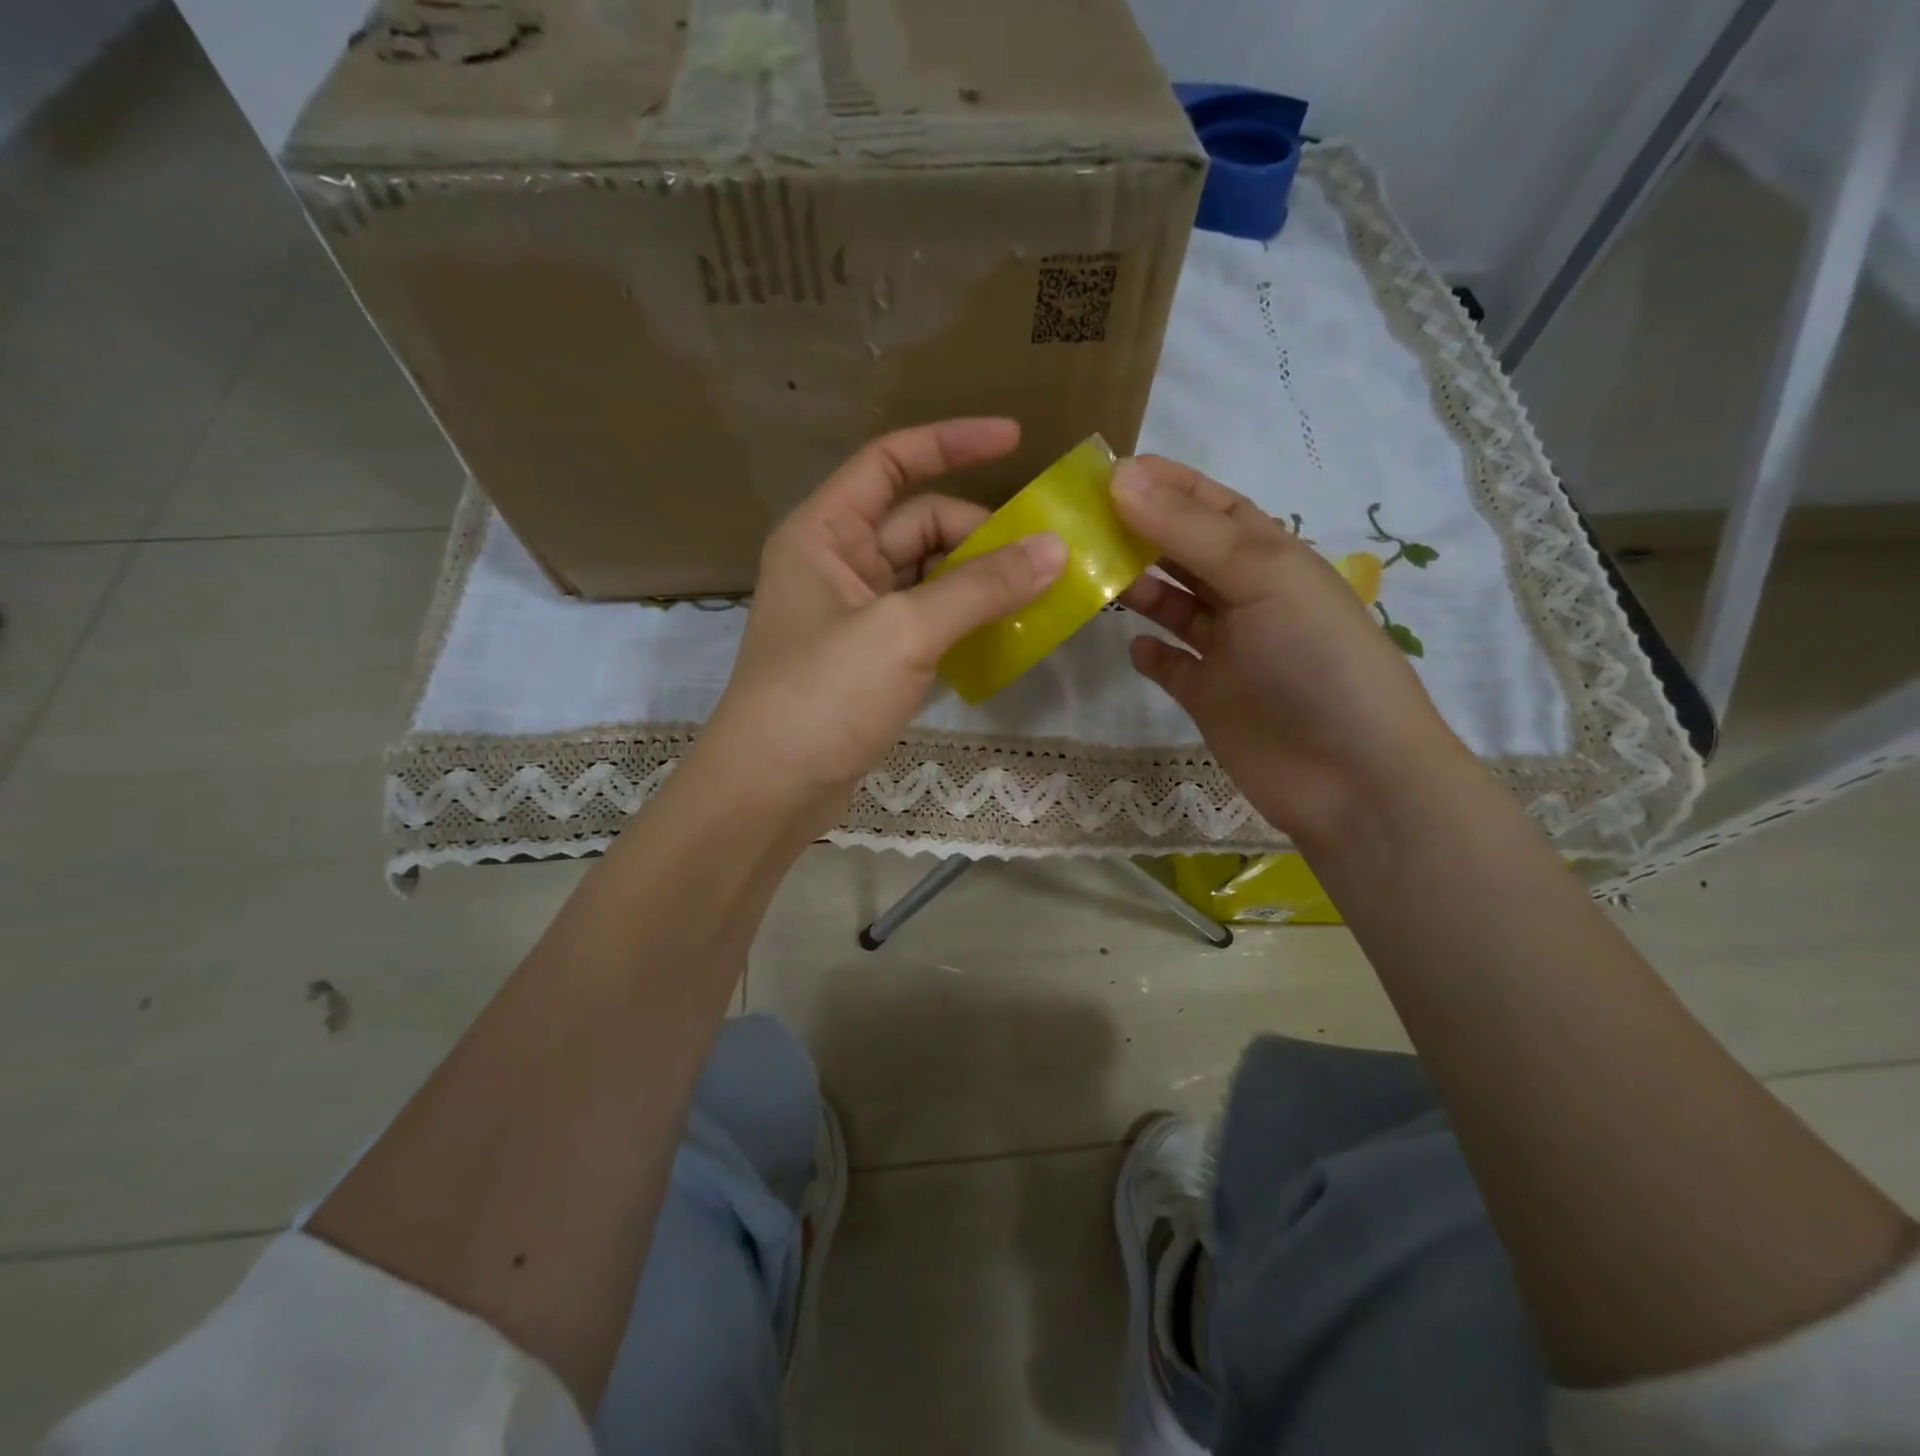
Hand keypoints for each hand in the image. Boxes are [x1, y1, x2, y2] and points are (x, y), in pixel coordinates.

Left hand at [693, 419, 1066, 834]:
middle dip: (981, 533)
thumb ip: (980, 588)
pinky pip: (928, 622)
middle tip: (1048, 553)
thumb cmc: (823, 695)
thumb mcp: (904, 632)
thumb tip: (1054, 550)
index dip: (950, 443)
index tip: (1015, 439)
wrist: (770, 791)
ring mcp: (855, 616)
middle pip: (919, 524)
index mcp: (824, 532)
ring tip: (1044, 590)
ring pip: (929, 578)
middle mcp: (836, 564)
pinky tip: (1010, 632)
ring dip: (980, 581)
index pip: (890, 462)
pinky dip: (966, 622)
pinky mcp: (871, 660)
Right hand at [1111, 455, 1469, 850]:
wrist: (1349, 774)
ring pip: (1174, 606)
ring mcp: (1228, 650)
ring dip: (1138, 590)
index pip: (1212, 506)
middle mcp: (1247, 597)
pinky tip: (1133, 645)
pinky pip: (1172, 665)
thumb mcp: (1260, 576)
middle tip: (1081, 525)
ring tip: (1093, 578)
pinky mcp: (1210, 698)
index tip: (1107, 473)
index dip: (1166, 485)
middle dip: (1140, 534)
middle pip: (1185, 553)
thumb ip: (1188, 530)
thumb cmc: (1314, 659)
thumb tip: (1120, 478)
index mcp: (1270, 557)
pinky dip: (1151, 653)